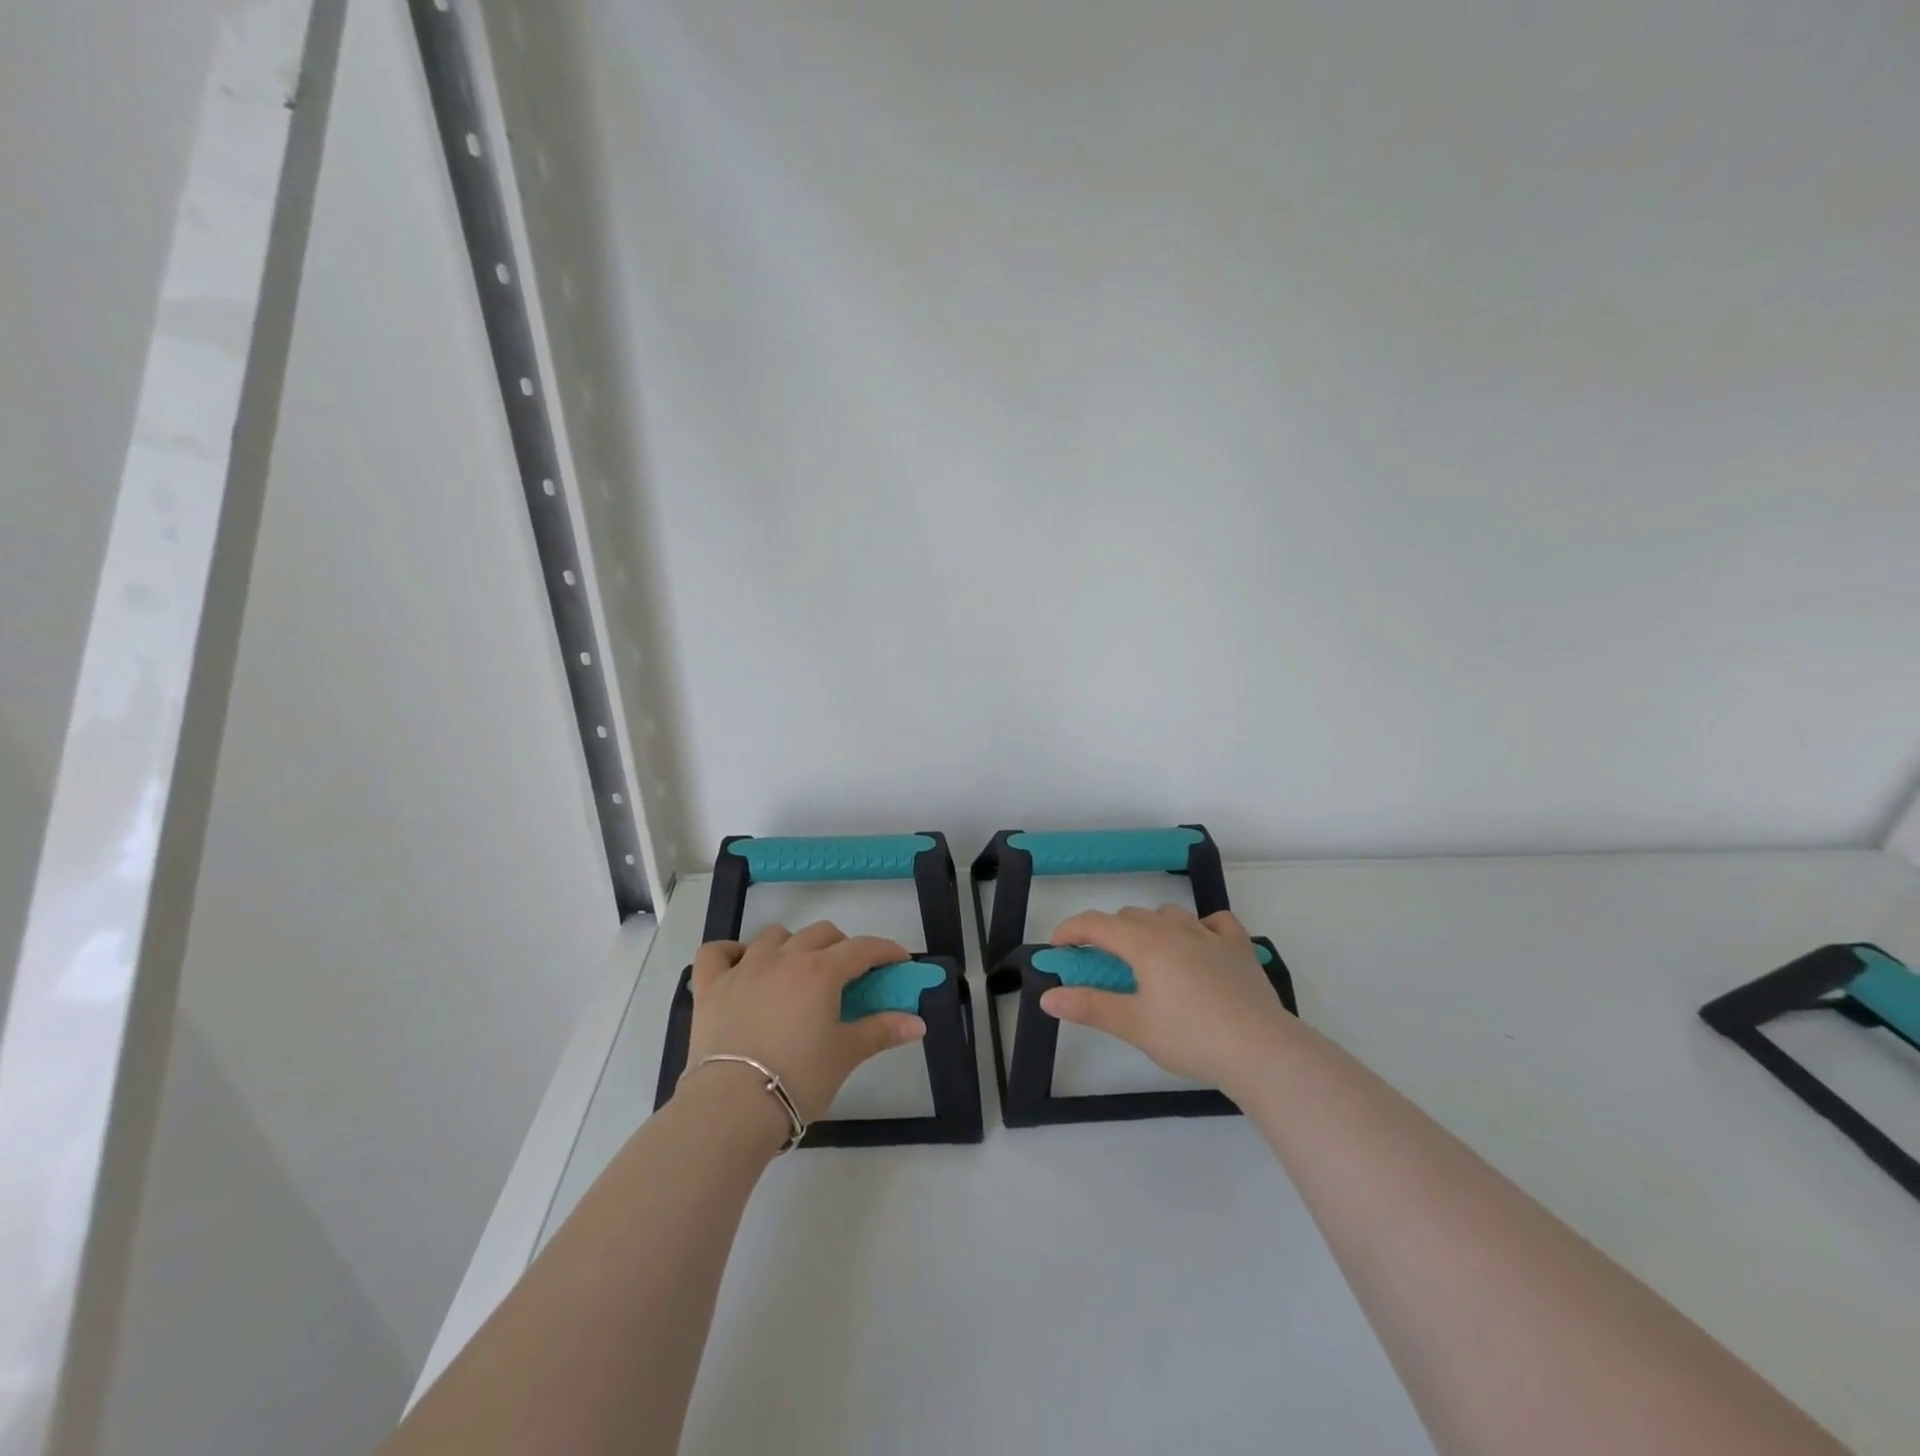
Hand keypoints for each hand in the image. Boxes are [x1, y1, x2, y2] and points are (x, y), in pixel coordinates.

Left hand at [683, 922, 925, 1123]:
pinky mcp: (711, 987)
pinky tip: (740, 965)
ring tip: (798, 972)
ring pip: (775, 936)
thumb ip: (881, 1031)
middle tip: (849, 976)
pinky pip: (716, 952)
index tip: (899, 961)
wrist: (732, 1106)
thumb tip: (918, 1023)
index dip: (886, 951)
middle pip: (821, 933)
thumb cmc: (799, 1078)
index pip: (863, 948)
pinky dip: (731, 952)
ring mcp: (744, 968)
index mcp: (821, 971)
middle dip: (841, 946)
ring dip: (793, 945)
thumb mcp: (845, 1054)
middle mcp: (784, 958)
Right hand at [1042, 905, 1295, 1094]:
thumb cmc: (1191, 1038)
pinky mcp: (1240, 948)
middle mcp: (1175, 929)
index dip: (1070, 931)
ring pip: (1168, 914)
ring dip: (1148, 927)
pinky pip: (1215, 922)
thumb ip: (1089, 1006)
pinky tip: (1199, 944)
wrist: (1262, 1051)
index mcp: (1145, 943)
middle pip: (1129, 917)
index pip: (1096, 924)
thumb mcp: (1134, 1025)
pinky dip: (1199, 927)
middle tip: (1099, 965)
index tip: (1056, 949)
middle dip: (1107, 933)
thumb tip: (1047, 996)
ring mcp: (1211, 935)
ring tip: (1146, 957)